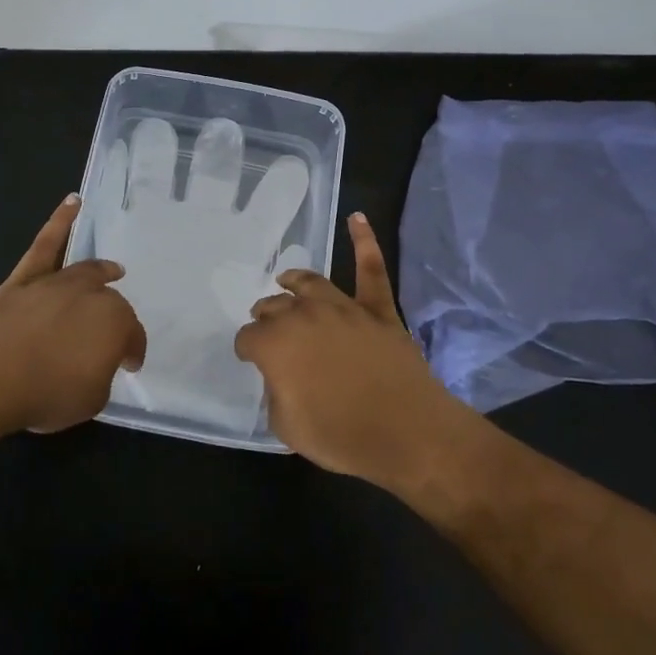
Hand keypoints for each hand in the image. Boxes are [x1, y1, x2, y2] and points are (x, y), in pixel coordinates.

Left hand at [0, 194, 147, 432]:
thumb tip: (94, 363)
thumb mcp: (91, 398)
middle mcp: (92, 296)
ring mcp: (58, 283)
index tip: (129, 366)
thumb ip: (100, 374)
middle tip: (109, 339)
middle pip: (110, 303)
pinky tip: (72, 203)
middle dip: (114, 321)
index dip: (131, 353)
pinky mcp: (27, 278)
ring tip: (112, 270)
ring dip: (101, 271)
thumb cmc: (47, 393)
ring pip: (87, 271)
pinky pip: (46, 244)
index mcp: (116, 325)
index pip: (132, 338)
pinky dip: (59, 222)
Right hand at [233, 213, 469, 484]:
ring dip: (294, 281)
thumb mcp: (288, 427)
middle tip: (266, 328)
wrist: (408, 433)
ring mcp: (343, 308)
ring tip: (286, 280)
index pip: (249, 338)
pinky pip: (371, 270)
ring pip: (311, 283)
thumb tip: (282, 376)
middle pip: (274, 307)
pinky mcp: (378, 310)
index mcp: (275, 344)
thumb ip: (276, 394)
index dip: (248, 349)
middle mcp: (304, 316)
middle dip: (265, 317)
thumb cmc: (342, 436)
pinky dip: (364, 242)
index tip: (251, 359)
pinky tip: (357, 218)